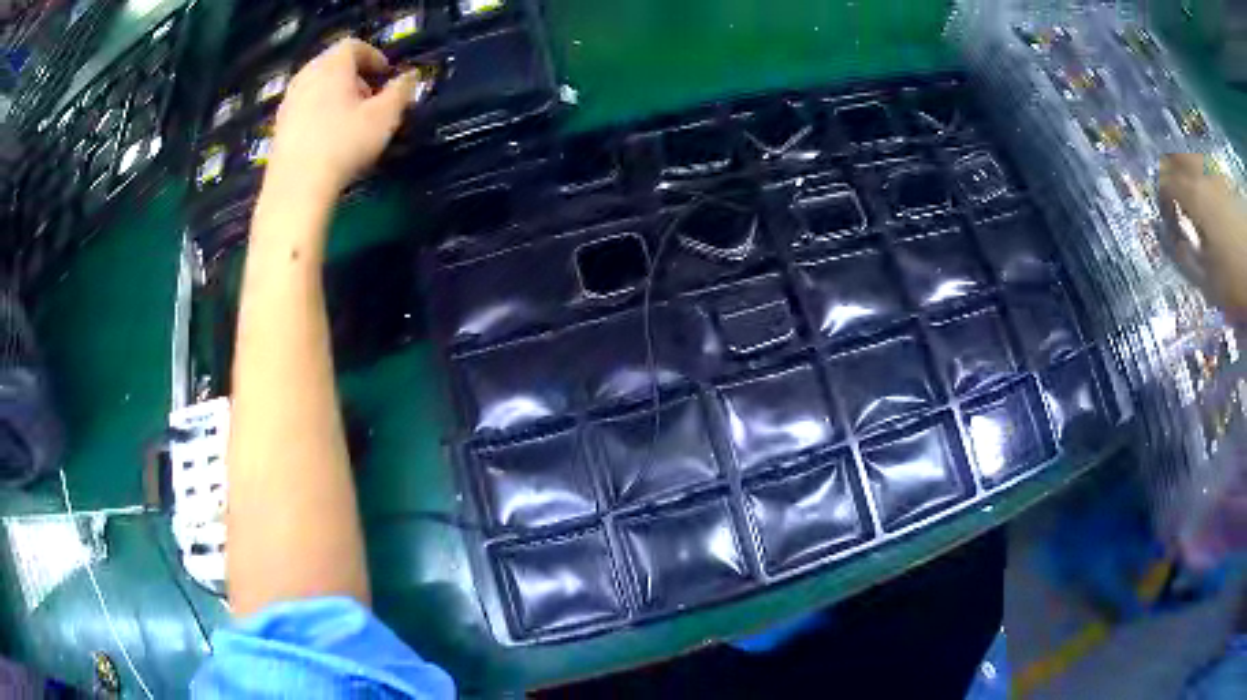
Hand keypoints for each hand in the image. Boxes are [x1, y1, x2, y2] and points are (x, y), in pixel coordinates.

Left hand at [265, 38, 415, 201]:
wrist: (296, 187)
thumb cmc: (344, 144)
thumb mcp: (385, 117)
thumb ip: (401, 92)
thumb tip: (410, 77)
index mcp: (332, 66)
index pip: (353, 46)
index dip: (373, 56)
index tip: (386, 75)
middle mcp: (306, 77)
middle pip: (332, 64)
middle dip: (353, 76)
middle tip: (370, 98)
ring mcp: (288, 102)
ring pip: (316, 86)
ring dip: (334, 95)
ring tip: (349, 119)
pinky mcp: (278, 128)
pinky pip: (303, 108)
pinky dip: (318, 113)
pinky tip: (328, 138)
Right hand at [1158, 154, 1246, 321]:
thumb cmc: (1236, 277)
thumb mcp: (1209, 281)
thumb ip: (1187, 259)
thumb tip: (1174, 243)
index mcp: (1194, 195)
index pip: (1165, 184)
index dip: (1162, 201)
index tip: (1168, 222)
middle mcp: (1203, 175)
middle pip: (1177, 157)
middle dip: (1171, 173)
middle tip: (1174, 196)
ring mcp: (1217, 174)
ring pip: (1194, 159)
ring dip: (1190, 174)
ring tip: (1196, 199)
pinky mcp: (1228, 180)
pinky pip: (1211, 170)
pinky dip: (1207, 180)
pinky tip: (1214, 201)